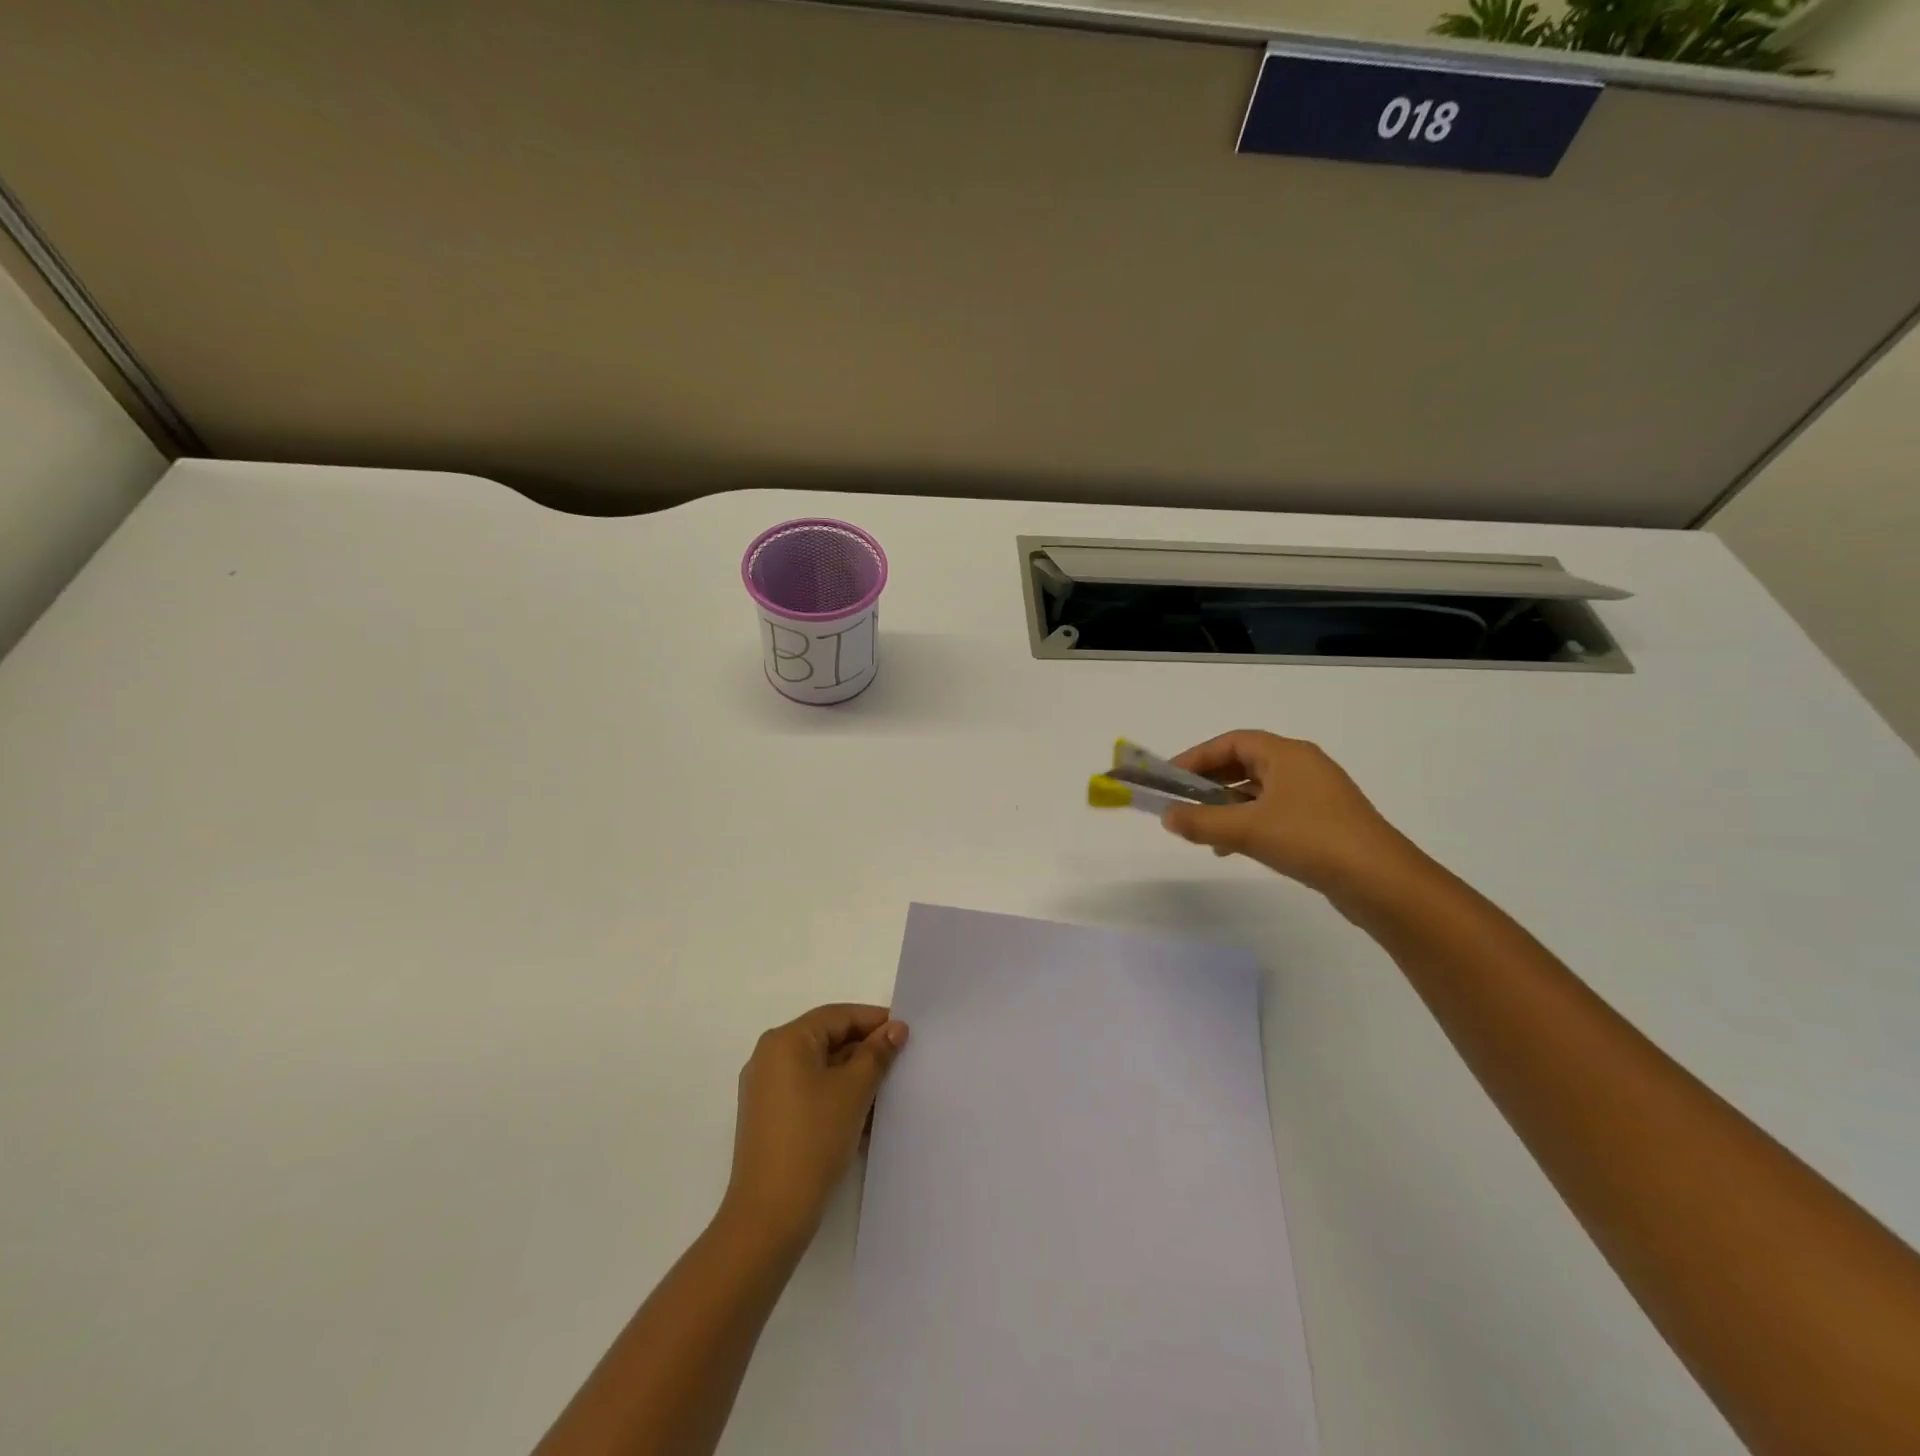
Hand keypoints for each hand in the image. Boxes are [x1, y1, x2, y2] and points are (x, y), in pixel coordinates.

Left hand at [722, 1003, 908, 1248]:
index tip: (907, 1033)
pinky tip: (864, 1116)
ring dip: (853, 1076)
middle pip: (827, 1039)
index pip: (837, 1016)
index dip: (874, 1021)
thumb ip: (877, 1054)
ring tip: (887, 1091)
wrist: (769, 1215)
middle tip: (901, 1062)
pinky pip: (808, 1092)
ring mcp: (765, 1089)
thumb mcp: (853, 1091)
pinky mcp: (768, 1118)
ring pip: (820, 1068)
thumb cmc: (813, 1139)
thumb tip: (895, 1029)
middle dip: (865, 1050)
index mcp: (785, 1041)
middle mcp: (769, 1057)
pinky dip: (836, 1096)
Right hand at [1160, 730, 1416, 896]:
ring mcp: (1316, 795)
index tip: (1169, 777)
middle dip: (1210, 782)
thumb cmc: (1311, 840)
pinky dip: (1249, 823)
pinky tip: (1234, 849)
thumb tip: (1167, 816)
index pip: (1232, 742)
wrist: (1382, 882)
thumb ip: (1200, 821)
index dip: (1196, 757)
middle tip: (1181, 801)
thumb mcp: (1246, 830)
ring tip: (1203, 830)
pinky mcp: (1324, 822)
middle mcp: (1302, 767)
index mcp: (1287, 754)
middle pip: (1245, 764)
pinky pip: (1275, 813)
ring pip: (1259, 791)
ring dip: (1227, 806)